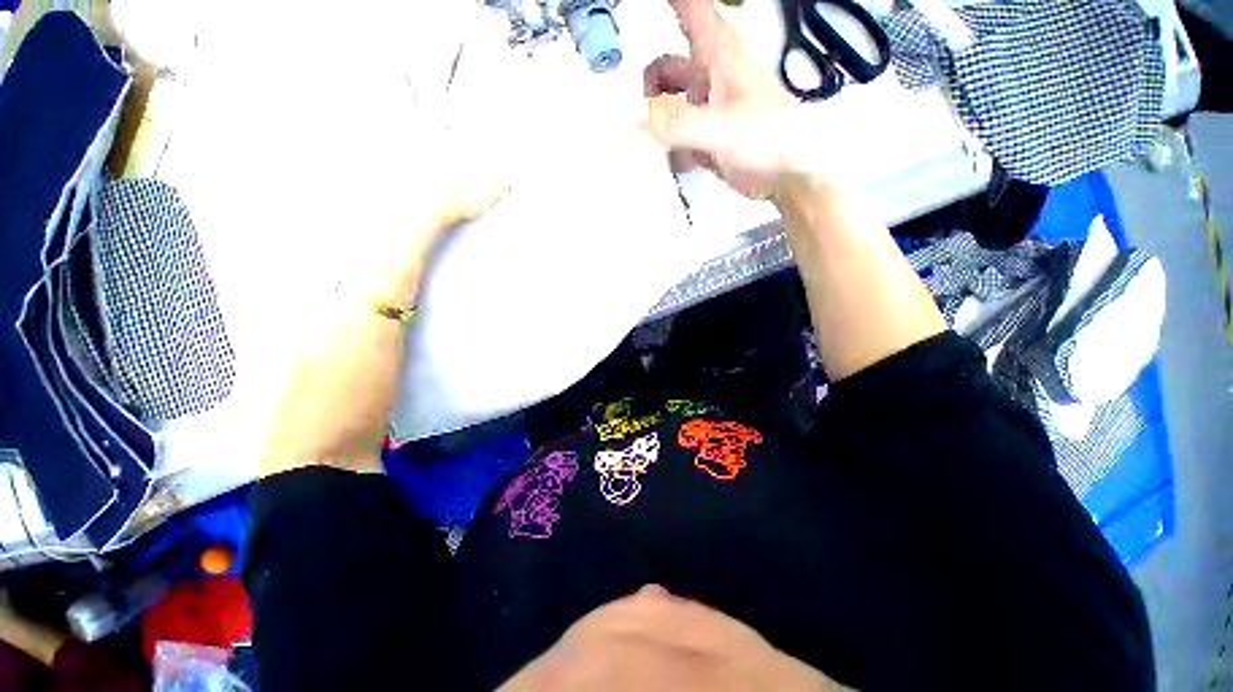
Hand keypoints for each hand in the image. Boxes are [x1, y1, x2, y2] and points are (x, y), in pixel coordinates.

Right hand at [642, 0, 807, 199]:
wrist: (787, 175)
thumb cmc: (767, 140)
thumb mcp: (722, 128)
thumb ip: (679, 124)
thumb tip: (639, 118)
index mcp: (717, 54)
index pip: (688, 9)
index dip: (667, 3)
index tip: (632, 8)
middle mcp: (708, 76)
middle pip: (664, 67)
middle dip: (647, 88)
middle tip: (634, 116)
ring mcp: (706, 108)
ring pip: (667, 106)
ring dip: (655, 124)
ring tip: (648, 145)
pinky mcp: (705, 137)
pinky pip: (676, 139)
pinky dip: (667, 150)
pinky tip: (668, 164)